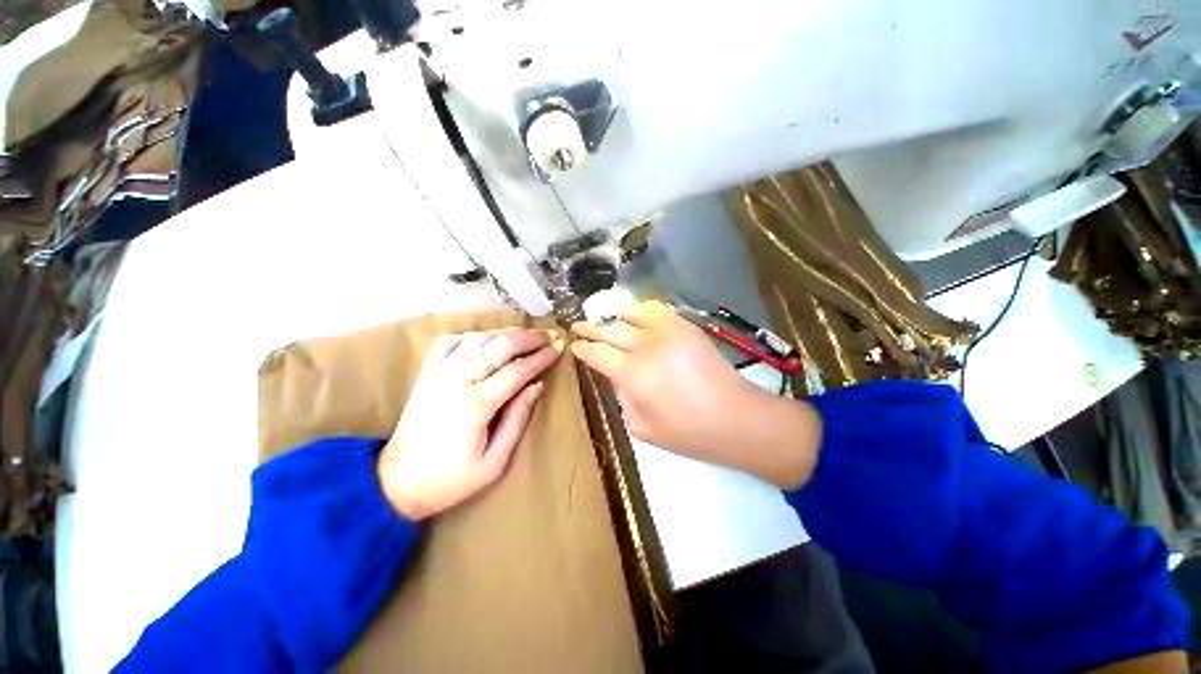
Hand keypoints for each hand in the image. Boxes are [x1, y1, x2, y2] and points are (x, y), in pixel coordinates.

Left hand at [378, 327, 563, 519]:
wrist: (395, 484)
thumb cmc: (450, 480)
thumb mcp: (494, 462)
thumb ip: (518, 419)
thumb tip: (537, 385)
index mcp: (476, 405)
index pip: (517, 370)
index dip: (541, 357)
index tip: (559, 348)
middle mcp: (456, 381)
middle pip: (499, 346)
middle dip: (529, 337)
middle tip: (549, 335)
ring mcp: (438, 373)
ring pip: (477, 338)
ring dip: (505, 332)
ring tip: (526, 334)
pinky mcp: (426, 373)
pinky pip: (449, 341)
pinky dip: (472, 334)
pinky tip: (486, 337)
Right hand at [570, 301, 820, 488]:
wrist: (736, 419)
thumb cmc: (688, 433)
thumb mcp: (642, 428)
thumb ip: (623, 398)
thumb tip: (617, 376)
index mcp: (632, 374)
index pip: (597, 353)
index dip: (582, 349)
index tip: (575, 346)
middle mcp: (646, 346)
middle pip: (610, 330)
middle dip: (590, 328)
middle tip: (578, 326)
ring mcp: (668, 332)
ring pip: (632, 314)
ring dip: (614, 316)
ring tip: (606, 319)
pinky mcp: (687, 327)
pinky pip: (658, 311)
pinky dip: (642, 310)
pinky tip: (636, 315)